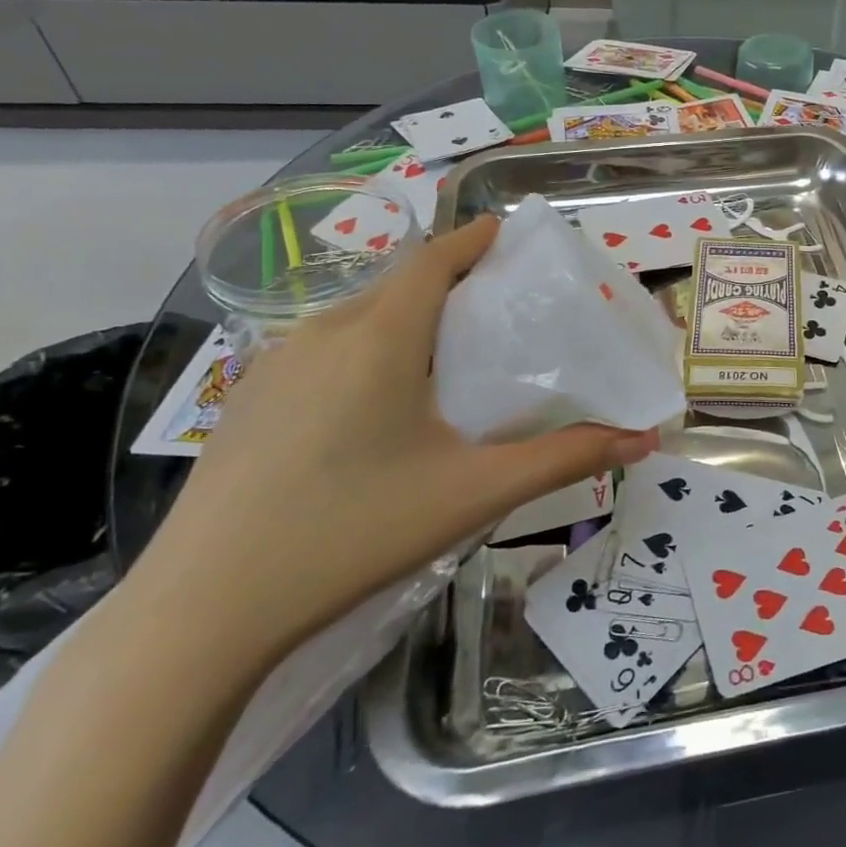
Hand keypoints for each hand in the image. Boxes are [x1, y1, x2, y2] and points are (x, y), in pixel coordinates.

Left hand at [123, 217, 656, 663]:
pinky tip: (376, 409)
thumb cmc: (353, 532)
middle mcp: (324, 332)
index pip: (435, 257)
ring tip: (447, 357)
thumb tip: (643, 440)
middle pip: (400, 284)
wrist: (202, 611)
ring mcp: (275, 365)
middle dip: (451, 281)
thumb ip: (563, 458)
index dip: (475, 238)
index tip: (511, 235)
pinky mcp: (248, 400)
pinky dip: (366, 349)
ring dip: (407, 317)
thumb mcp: (473, 492)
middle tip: (498, 309)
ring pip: (358, 317)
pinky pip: (323, 349)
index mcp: (380, 337)